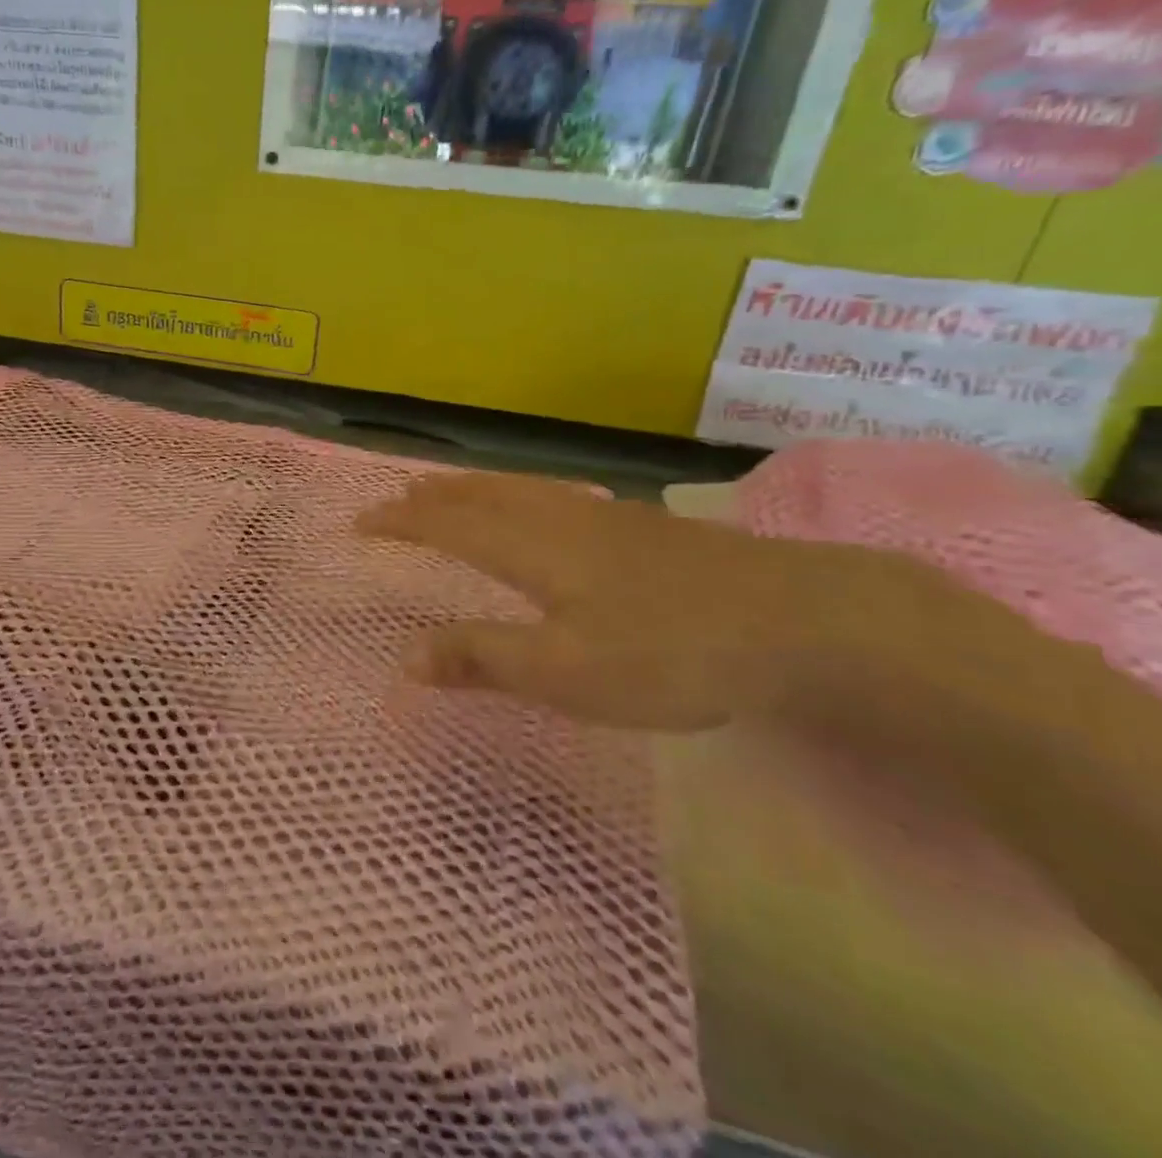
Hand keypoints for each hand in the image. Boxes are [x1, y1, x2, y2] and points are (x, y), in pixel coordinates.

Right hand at [357, 472, 971, 731]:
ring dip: (471, 488)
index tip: (360, 522)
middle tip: (394, 499)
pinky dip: (516, 492)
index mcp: (532, 550)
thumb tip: (405, 658)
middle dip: (430, 498)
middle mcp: (559, 519)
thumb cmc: (670, 654)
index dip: (400, 523)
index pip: (447, 525)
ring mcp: (605, 517)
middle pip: (479, 496)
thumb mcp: (566, 673)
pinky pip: (552, 495)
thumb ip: (483, 660)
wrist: (801, 620)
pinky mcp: (642, 527)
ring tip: (447, 490)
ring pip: (518, 489)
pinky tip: (537, 505)